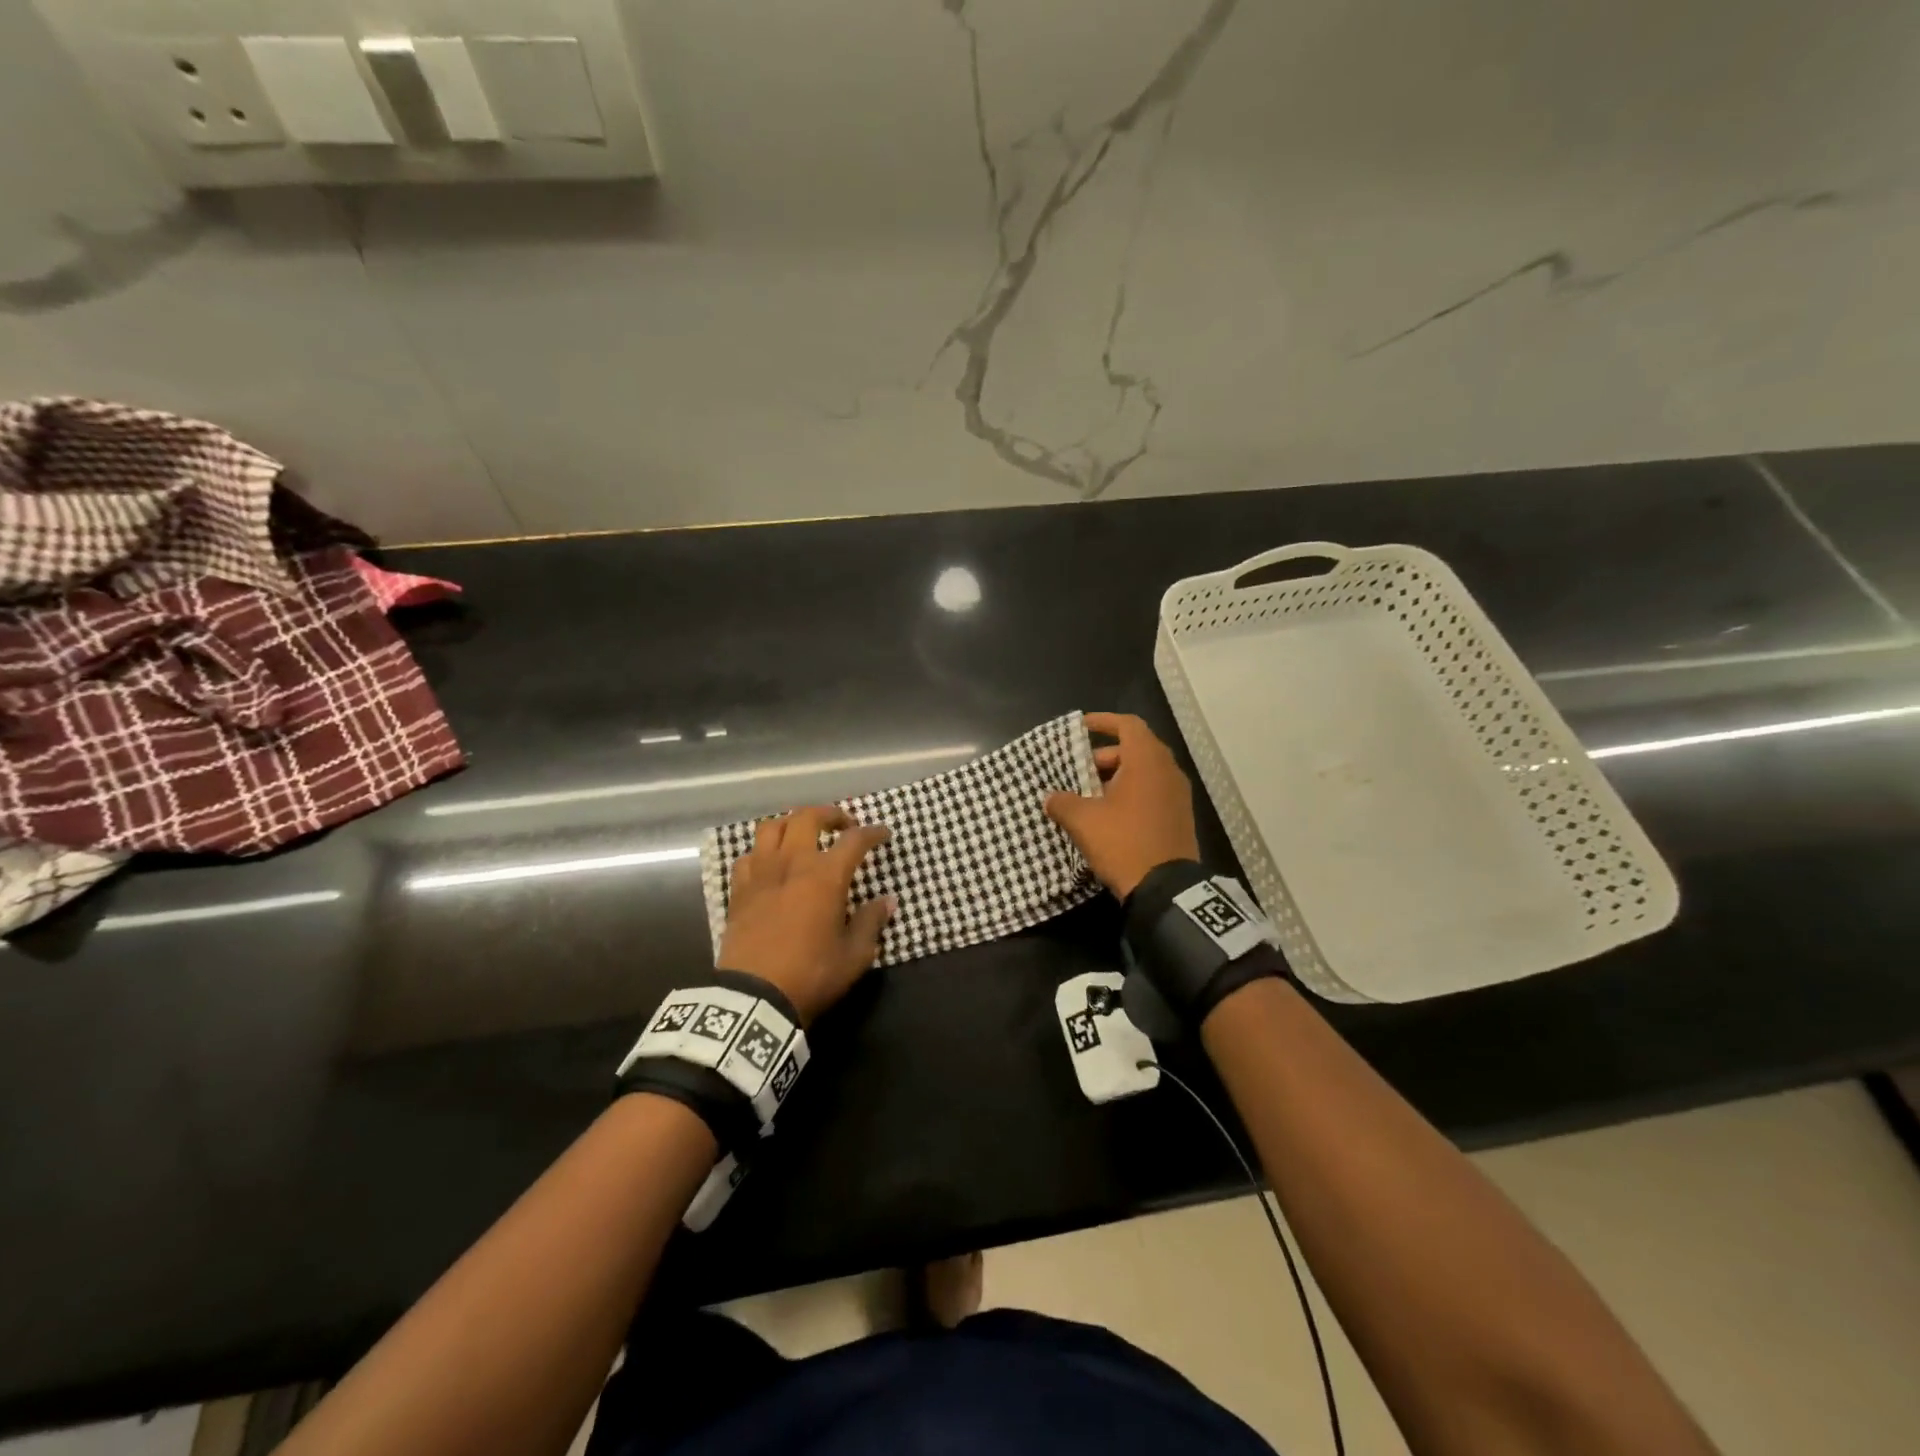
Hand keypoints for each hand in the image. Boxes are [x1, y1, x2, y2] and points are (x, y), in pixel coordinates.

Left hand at [717, 806, 894, 1024]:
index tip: (883, 834)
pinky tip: (769, 865)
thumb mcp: (855, 955)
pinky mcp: (738, 891)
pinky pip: (747, 857)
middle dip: (830, 814)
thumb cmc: (812, 974)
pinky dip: (761, 853)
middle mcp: (792, 864)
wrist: (755, 998)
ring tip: (803, 836)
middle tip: (843, 825)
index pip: (854, 840)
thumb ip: (872, 922)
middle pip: (807, 818)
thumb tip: (887, 901)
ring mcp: (761, 874)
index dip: (872, 833)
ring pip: (771, 827)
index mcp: (825, 876)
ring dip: (791, 824)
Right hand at [1044, 712, 1198, 899]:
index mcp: (1147, 761)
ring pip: (1145, 772)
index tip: (1081, 727)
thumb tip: (1050, 798)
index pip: (1128, 725)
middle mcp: (1168, 771)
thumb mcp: (1083, 821)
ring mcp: (1178, 795)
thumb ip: (1062, 803)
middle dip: (1105, 756)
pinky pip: (1153, 792)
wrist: (1166, 889)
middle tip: (1079, 771)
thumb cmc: (1123, 842)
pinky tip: (1110, 815)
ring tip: (1090, 796)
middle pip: (1135, 748)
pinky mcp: (1180, 817)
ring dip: (1117, 777)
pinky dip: (1132, 793)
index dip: (1103, 722)